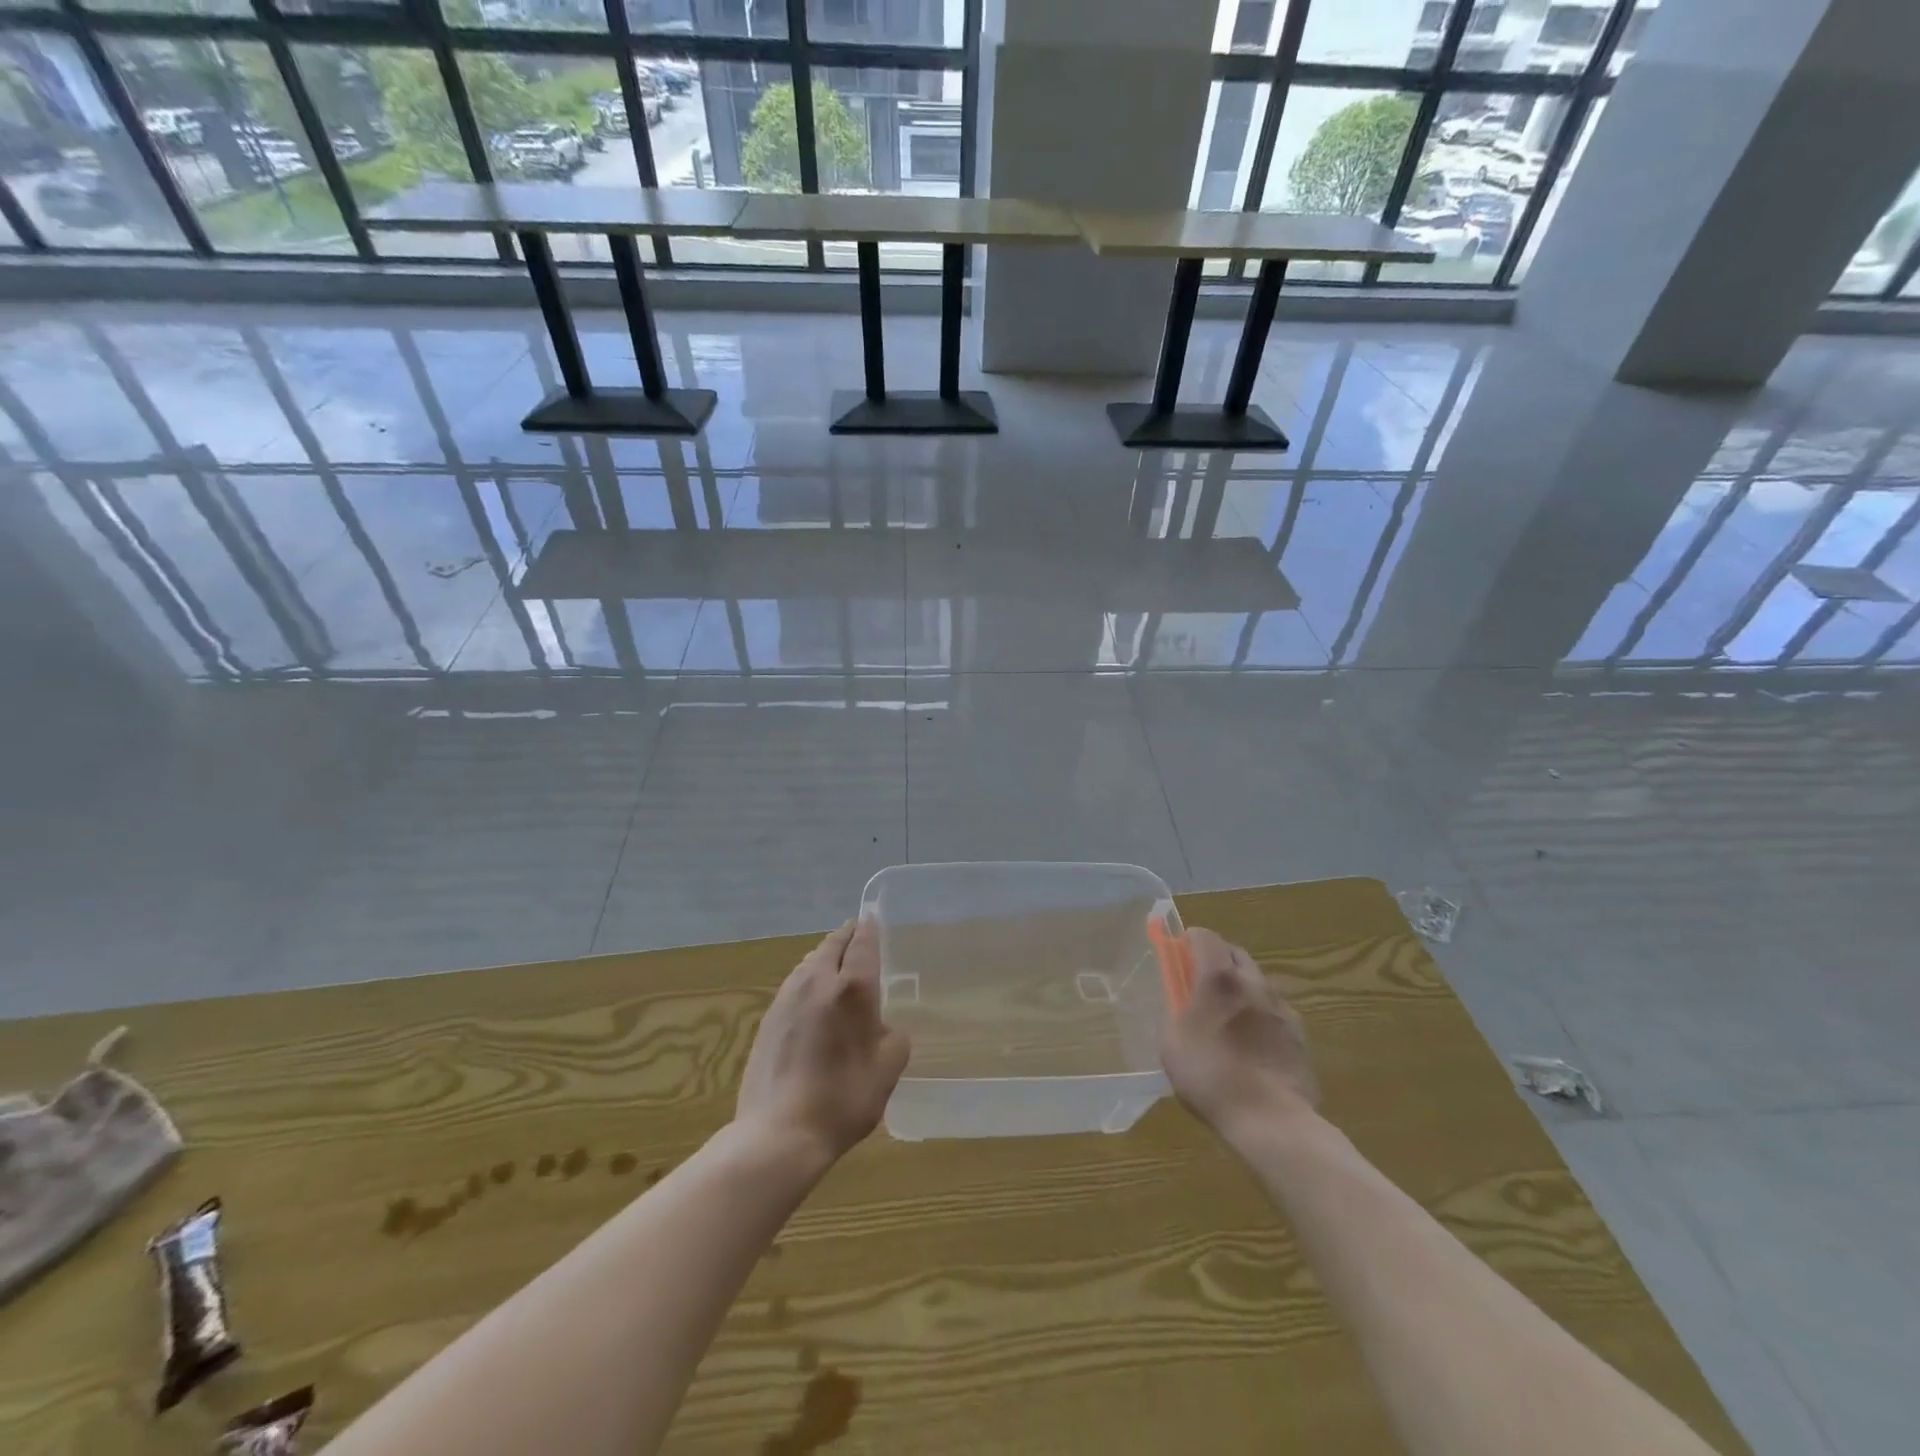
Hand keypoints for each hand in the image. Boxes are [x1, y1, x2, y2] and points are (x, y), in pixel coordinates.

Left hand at [734, 918, 910, 1168]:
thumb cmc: (842, 1099)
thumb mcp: (888, 1070)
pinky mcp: (768, 1018)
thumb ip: (893, 1037)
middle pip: (832, 944)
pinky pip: (795, 983)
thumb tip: (883, 1027)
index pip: (863, 943)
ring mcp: (787, 998)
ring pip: (810, 961)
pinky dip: (809, 977)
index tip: (874, 916)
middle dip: (847, 936)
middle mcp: (817, 982)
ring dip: (826, 955)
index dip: (870, 927)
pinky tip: (814, 996)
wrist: (778, 1133)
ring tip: (838, 962)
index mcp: (852, 989)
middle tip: (859, 934)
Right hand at [1160, 928, 1317, 1142]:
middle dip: (1217, 959)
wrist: (1271, 1121)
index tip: (1178, 956)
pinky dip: (1260, 1015)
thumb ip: (1174, 1011)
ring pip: (1257, 981)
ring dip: (1240, 987)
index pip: (1205, 936)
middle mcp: (1253, 983)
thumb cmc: (1211, 1077)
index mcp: (1219, 979)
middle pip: (1235, 952)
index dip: (1189, 941)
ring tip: (1228, 1018)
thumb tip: (1179, 1000)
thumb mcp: (1171, 1043)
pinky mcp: (1299, 1034)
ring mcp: (1281, 1008)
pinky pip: (1274, 1010)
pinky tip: (1252, 1044)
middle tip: (1200, 984)